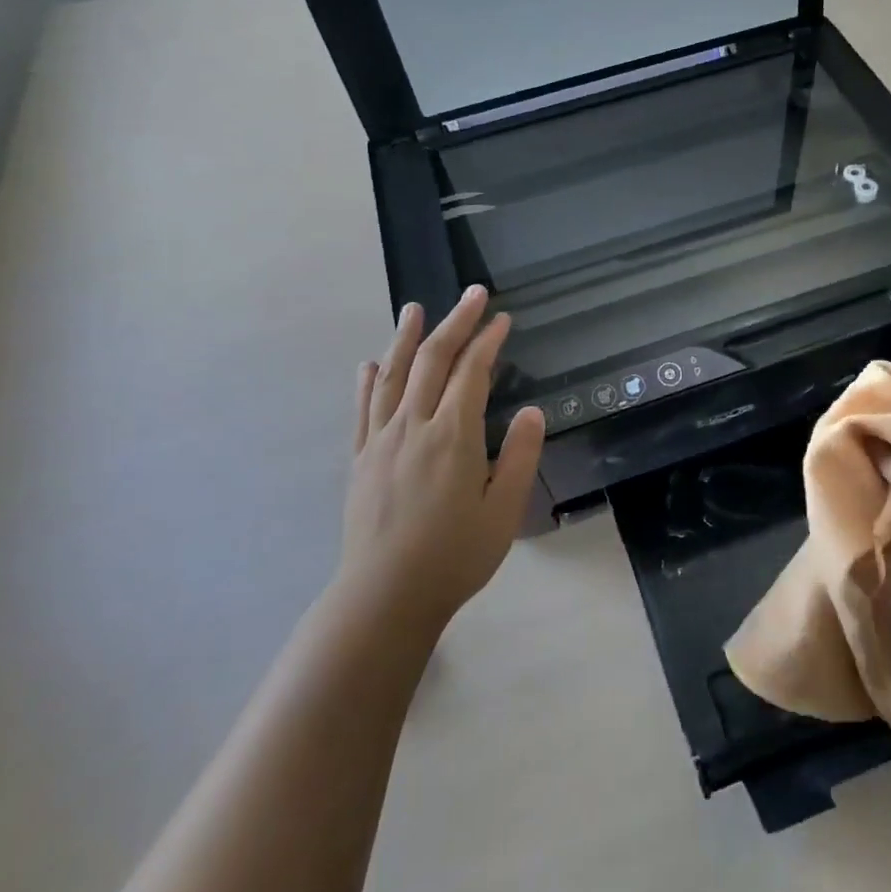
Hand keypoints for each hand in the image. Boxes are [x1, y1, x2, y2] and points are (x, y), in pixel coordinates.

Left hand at [338, 286, 544, 634]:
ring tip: (415, 308)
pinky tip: (371, 362)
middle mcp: (413, 426)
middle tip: (472, 294)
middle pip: (433, 361)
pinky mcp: (360, 458)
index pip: (472, 373)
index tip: (502, 319)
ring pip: (394, 375)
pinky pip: (364, 408)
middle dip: (455, 322)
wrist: (384, 597)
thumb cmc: (454, 556)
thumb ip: (518, 457)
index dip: (488, 341)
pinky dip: (369, 380)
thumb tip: (530, 412)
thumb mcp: (503, 511)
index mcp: (453, 437)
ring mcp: (380, 440)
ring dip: (406, 338)